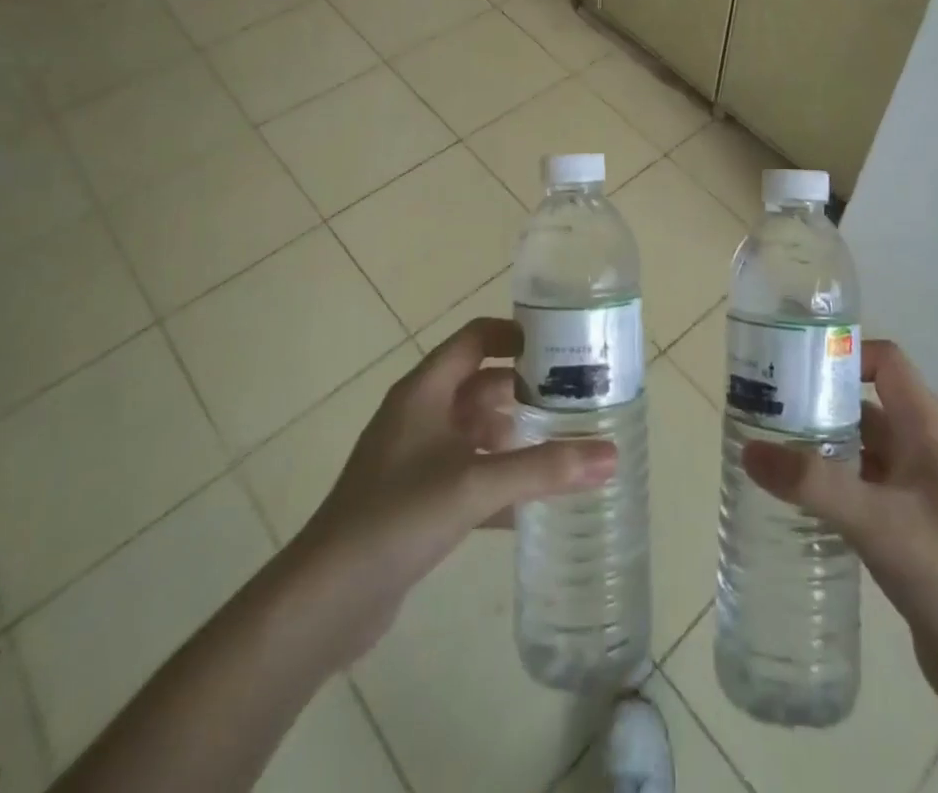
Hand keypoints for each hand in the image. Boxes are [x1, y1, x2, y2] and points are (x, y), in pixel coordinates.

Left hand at [289, 318, 615, 662]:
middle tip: (578, 400)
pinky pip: (469, 474)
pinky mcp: (417, 499)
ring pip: (477, 432)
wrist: (325, 601)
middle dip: (526, 391)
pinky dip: (500, 480)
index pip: (476, 338)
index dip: (517, 335)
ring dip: (516, 437)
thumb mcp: (475, 485)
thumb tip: (611, 455)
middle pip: (481, 385)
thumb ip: (544, 469)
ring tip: (566, 445)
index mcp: (425, 391)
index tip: (563, 347)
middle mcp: (420, 414)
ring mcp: (416, 458)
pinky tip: (535, 504)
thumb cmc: (397, 517)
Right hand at [742, 339, 937, 729]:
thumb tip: (749, 449)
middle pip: (862, 405)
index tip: (793, 365)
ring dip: (815, 447)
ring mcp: (910, 496)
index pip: (887, 363)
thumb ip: (815, 485)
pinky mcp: (900, 535)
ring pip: (855, 451)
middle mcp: (917, 454)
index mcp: (925, 432)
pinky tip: (789, 504)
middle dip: (815, 401)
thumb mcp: (882, 523)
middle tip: (759, 408)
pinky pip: (854, 493)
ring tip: (762, 450)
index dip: (845, 353)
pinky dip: (824, 489)